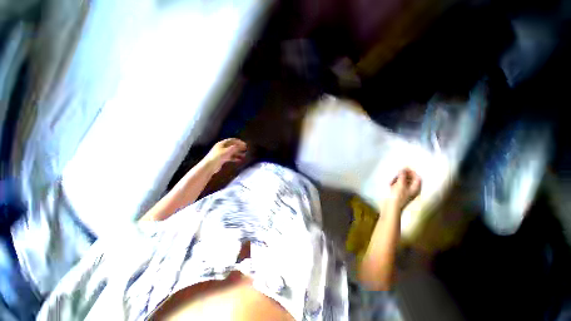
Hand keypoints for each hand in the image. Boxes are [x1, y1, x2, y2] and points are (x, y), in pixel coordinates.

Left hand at [204, 138, 246, 172]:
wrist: (209, 166)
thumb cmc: (218, 157)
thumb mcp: (227, 151)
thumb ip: (234, 148)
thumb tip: (240, 145)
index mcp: (222, 143)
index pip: (231, 140)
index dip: (238, 141)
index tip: (244, 144)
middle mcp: (222, 147)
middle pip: (232, 146)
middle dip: (239, 147)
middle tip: (245, 149)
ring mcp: (222, 153)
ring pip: (232, 152)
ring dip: (238, 153)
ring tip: (244, 155)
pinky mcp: (222, 159)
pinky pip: (230, 157)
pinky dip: (235, 158)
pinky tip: (239, 160)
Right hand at [387, 168, 420, 210]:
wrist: (391, 207)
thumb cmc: (398, 196)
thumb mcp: (401, 184)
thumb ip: (403, 176)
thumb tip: (403, 169)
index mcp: (415, 188)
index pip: (417, 178)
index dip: (412, 172)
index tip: (405, 168)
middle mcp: (412, 190)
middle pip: (410, 179)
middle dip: (404, 175)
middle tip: (398, 173)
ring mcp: (405, 192)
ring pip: (403, 182)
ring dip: (398, 179)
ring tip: (392, 180)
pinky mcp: (398, 194)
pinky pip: (398, 186)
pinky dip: (395, 183)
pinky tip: (390, 184)